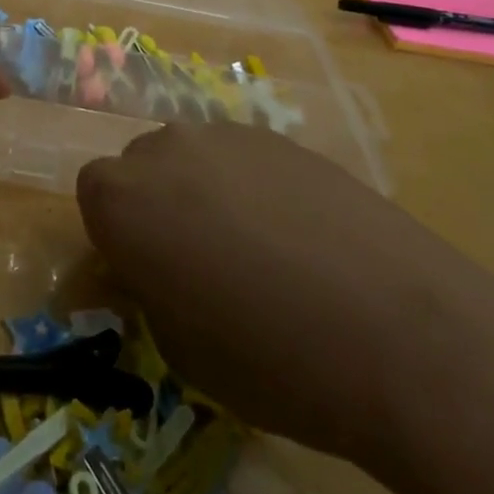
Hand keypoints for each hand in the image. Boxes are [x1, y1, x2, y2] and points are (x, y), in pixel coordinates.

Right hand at [77, 123, 493, 463]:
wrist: (400, 333)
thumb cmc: (269, 357)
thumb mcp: (180, 347)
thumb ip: (145, 292)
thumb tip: (138, 273)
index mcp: (122, 199)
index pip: (92, 196)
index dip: (116, 236)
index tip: (144, 274)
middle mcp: (165, 149)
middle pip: (141, 168)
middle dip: (154, 207)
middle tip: (195, 263)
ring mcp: (228, 135)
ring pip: (193, 158)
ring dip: (202, 193)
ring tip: (254, 250)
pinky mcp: (283, 138)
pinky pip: (243, 158)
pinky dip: (251, 187)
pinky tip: (297, 236)